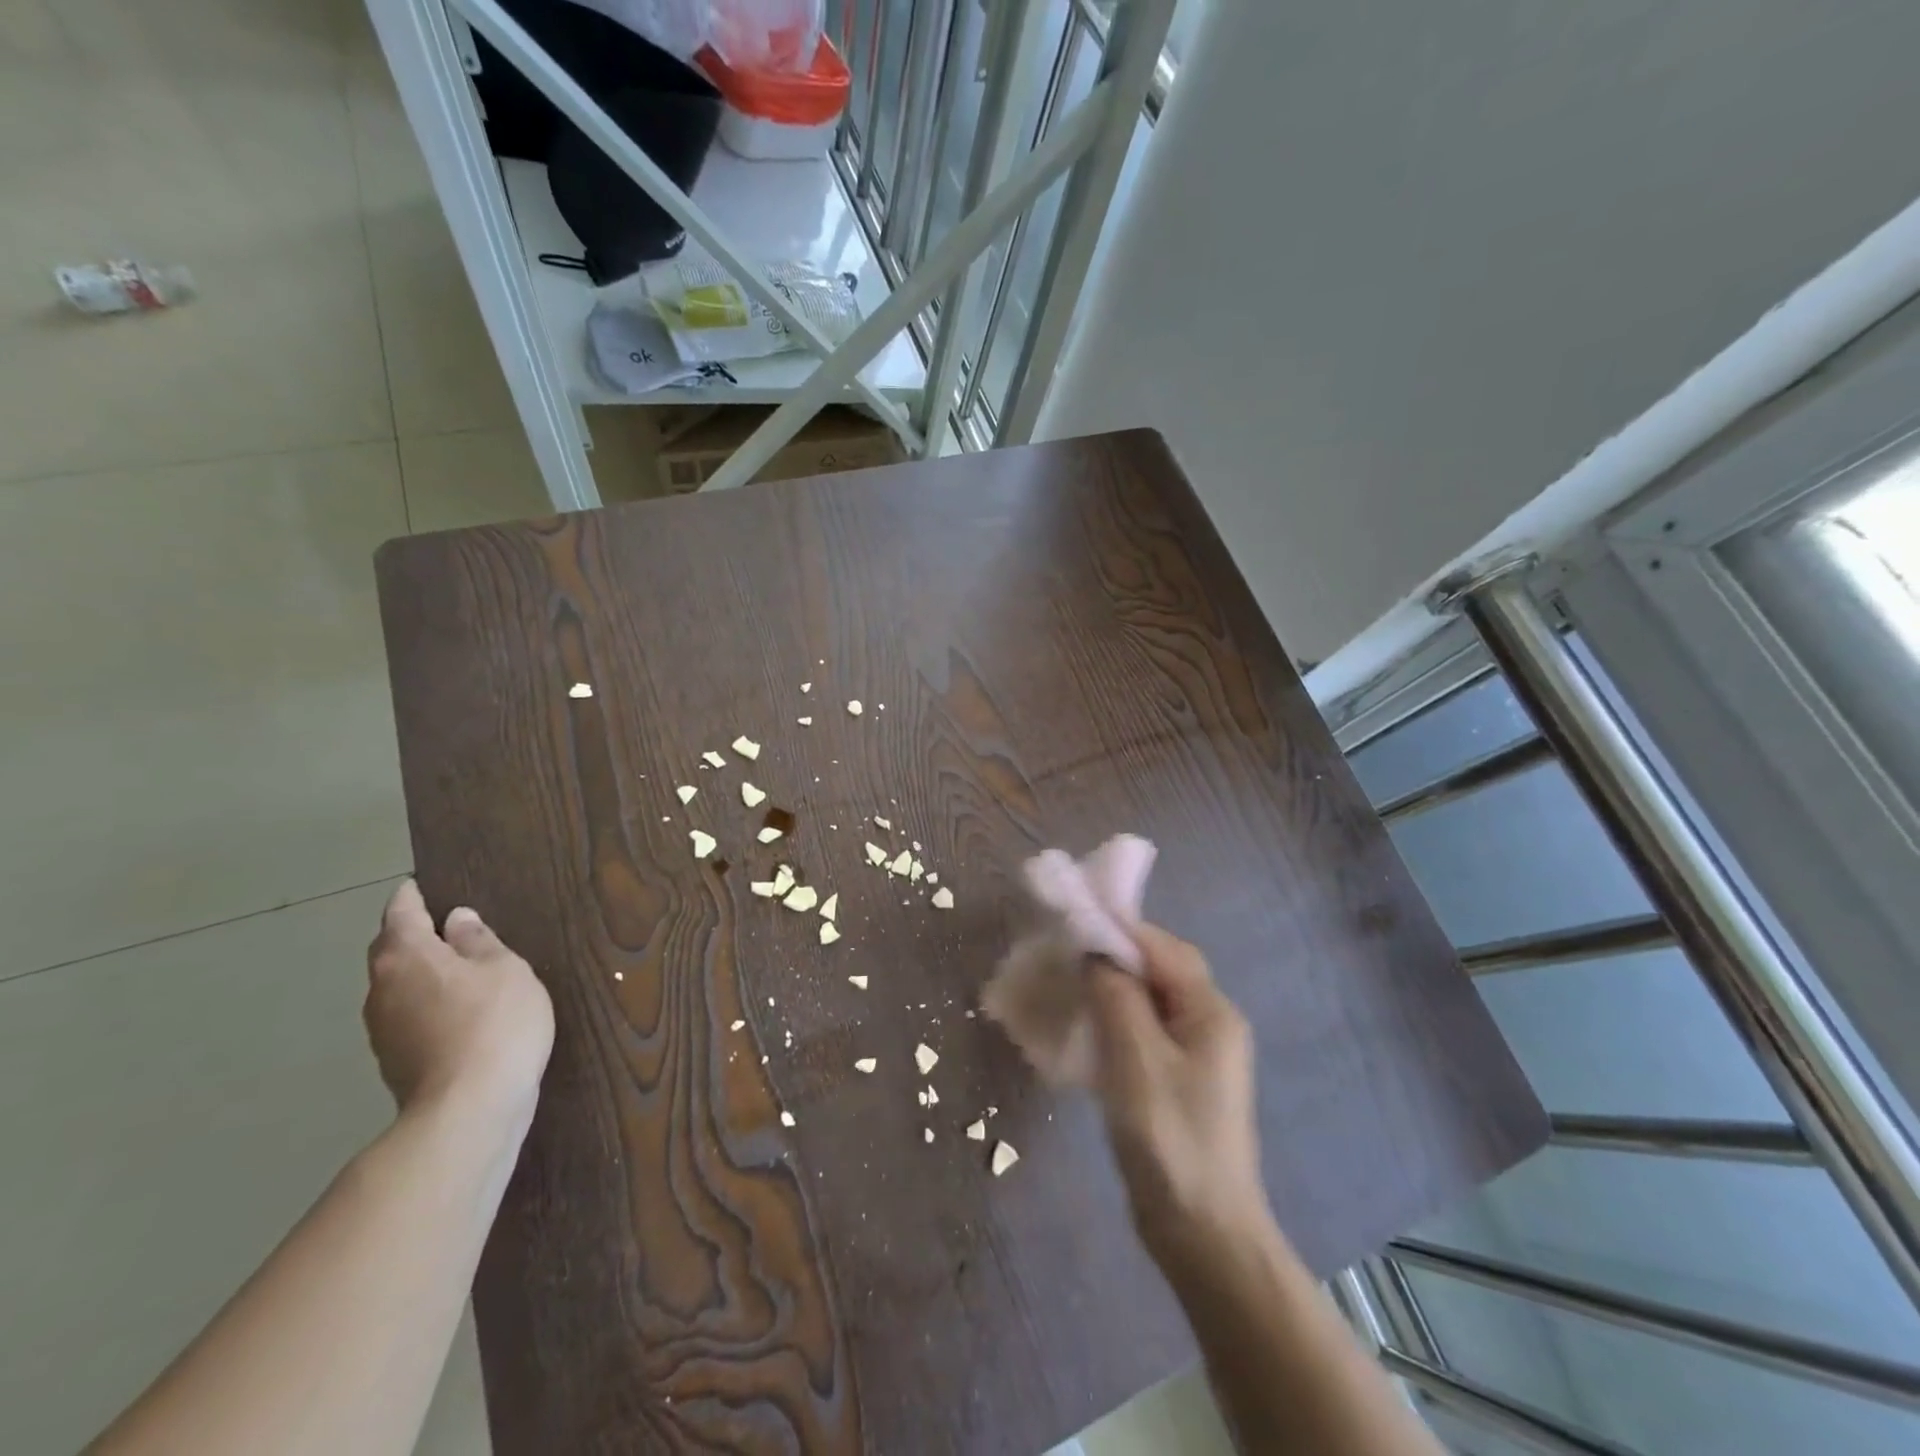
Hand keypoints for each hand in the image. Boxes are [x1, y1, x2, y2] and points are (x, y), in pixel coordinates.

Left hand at [364, 881, 553, 1125]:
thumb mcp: (504, 969)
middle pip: (390, 952)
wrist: (469, 1108)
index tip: (416, 886)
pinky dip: (425, 1002)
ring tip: (455, 967)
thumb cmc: (495, 1022)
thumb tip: (456, 920)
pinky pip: (408, 1014)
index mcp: (406, 957)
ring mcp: (383, 1029)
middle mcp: (382, 989)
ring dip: (419, 972)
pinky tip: (456, 1009)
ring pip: (397, 986)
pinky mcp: (395, 1061)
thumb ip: (479, 941)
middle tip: (441, 925)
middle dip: (409, 935)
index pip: (401, 914)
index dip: (410, 898)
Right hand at [1087, 923, 1265, 1266]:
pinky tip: (1085, 1032)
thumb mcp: (1136, 1058)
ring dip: (1110, 990)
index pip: (1161, 947)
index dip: (1117, 930)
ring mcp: (1196, 1055)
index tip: (1070, 925)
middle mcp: (1210, 1023)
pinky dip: (1114, 1022)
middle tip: (1064, 959)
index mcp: (1211, 1011)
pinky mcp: (1178, 1081)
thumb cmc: (1170, 1139)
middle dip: (1112, 958)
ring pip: (1148, 1002)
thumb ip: (1115, 994)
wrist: (1203, 1235)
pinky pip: (1144, 1033)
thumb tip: (1095, 950)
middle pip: (1157, 970)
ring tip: (1067, 990)